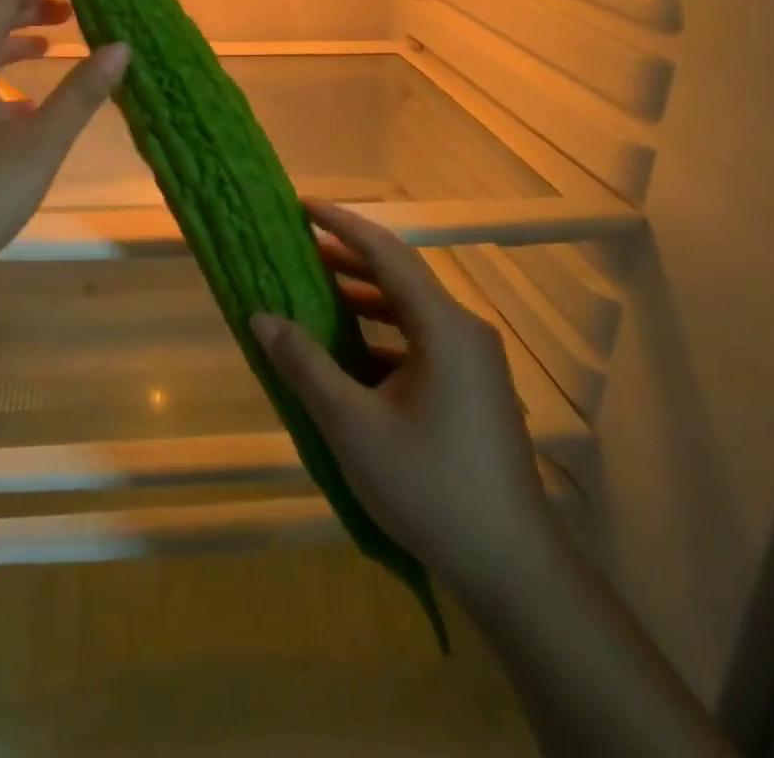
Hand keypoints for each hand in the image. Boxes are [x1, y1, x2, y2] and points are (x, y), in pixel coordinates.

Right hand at [251, 200, 551, 590]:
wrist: (512, 567)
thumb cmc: (430, 487)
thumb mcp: (353, 426)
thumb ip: (305, 365)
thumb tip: (261, 316)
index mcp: (444, 327)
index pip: (388, 253)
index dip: (343, 224)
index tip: (304, 206)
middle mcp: (464, 330)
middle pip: (400, 276)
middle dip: (348, 258)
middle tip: (298, 246)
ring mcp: (474, 360)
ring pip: (410, 311)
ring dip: (364, 297)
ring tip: (315, 290)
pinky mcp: (474, 388)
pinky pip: (421, 341)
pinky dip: (382, 333)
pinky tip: (350, 352)